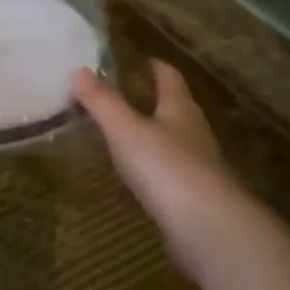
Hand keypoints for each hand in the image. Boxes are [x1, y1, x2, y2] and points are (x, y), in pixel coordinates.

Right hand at [73, 62, 267, 282]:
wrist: (210, 230)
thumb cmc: (167, 168)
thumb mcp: (126, 130)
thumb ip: (102, 101)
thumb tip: (79, 69)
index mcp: (179, 108)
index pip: (167, 75)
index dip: (150, 65)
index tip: (129, 59)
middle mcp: (192, 131)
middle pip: (171, 106)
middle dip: (146, 98)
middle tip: (113, 94)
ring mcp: (196, 165)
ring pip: (170, 138)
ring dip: (147, 132)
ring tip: (116, 131)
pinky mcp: (192, 195)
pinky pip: (167, 170)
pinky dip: (149, 164)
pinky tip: (132, 172)